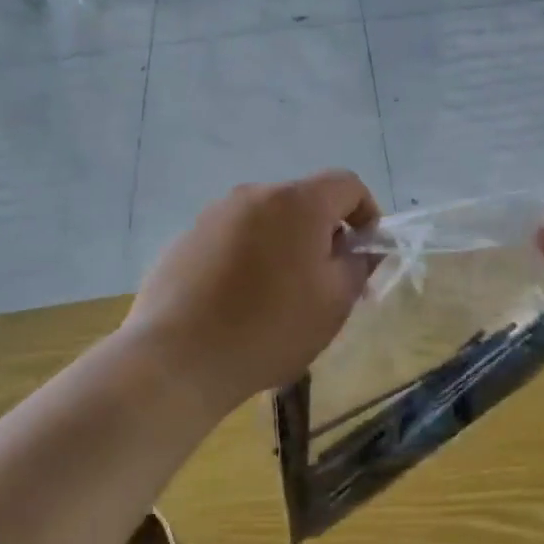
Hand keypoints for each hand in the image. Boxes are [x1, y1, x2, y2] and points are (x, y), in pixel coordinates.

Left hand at [120, 170, 381, 415]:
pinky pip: (233, 238)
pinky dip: (248, 258)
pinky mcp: (185, 239)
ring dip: (285, 246)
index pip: (347, 184)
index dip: (367, 213)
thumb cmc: (270, 328)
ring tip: (280, 296)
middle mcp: (254, 194)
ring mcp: (214, 214)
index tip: (364, 253)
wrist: (176, 360)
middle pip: (305, 201)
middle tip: (326, 283)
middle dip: (324, 234)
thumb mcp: (335, 302)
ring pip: (267, 220)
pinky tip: (239, 302)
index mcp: (297, 202)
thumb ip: (359, 264)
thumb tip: (360, 248)